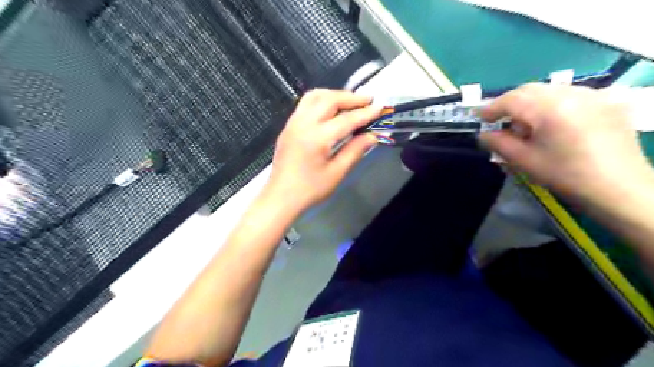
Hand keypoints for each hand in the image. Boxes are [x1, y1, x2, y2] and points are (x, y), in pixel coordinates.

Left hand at [262, 88, 381, 211]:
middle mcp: (303, 124)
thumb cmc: (310, 190)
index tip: (380, 107)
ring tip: (350, 101)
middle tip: (368, 100)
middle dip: (351, 98)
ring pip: (315, 97)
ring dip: (334, 95)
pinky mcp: (288, 127)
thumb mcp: (336, 173)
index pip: (346, 119)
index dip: (365, 113)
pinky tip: (330, 110)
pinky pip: (305, 104)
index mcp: (317, 138)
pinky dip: (321, 100)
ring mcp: (293, 123)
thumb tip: (372, 136)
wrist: (281, 197)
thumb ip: (355, 151)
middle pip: (329, 100)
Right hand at [479, 83, 653, 206]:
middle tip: (500, 121)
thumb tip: (484, 134)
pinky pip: (570, 94)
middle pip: (530, 89)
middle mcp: (571, 94)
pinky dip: (552, 103)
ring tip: (528, 125)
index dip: (491, 108)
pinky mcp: (606, 101)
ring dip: (530, 103)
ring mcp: (592, 95)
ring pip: (549, 90)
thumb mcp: (524, 161)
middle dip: (510, 103)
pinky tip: (553, 123)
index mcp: (549, 109)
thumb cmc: (566, 176)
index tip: (479, 118)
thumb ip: (499, 143)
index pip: (511, 99)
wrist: (620, 188)